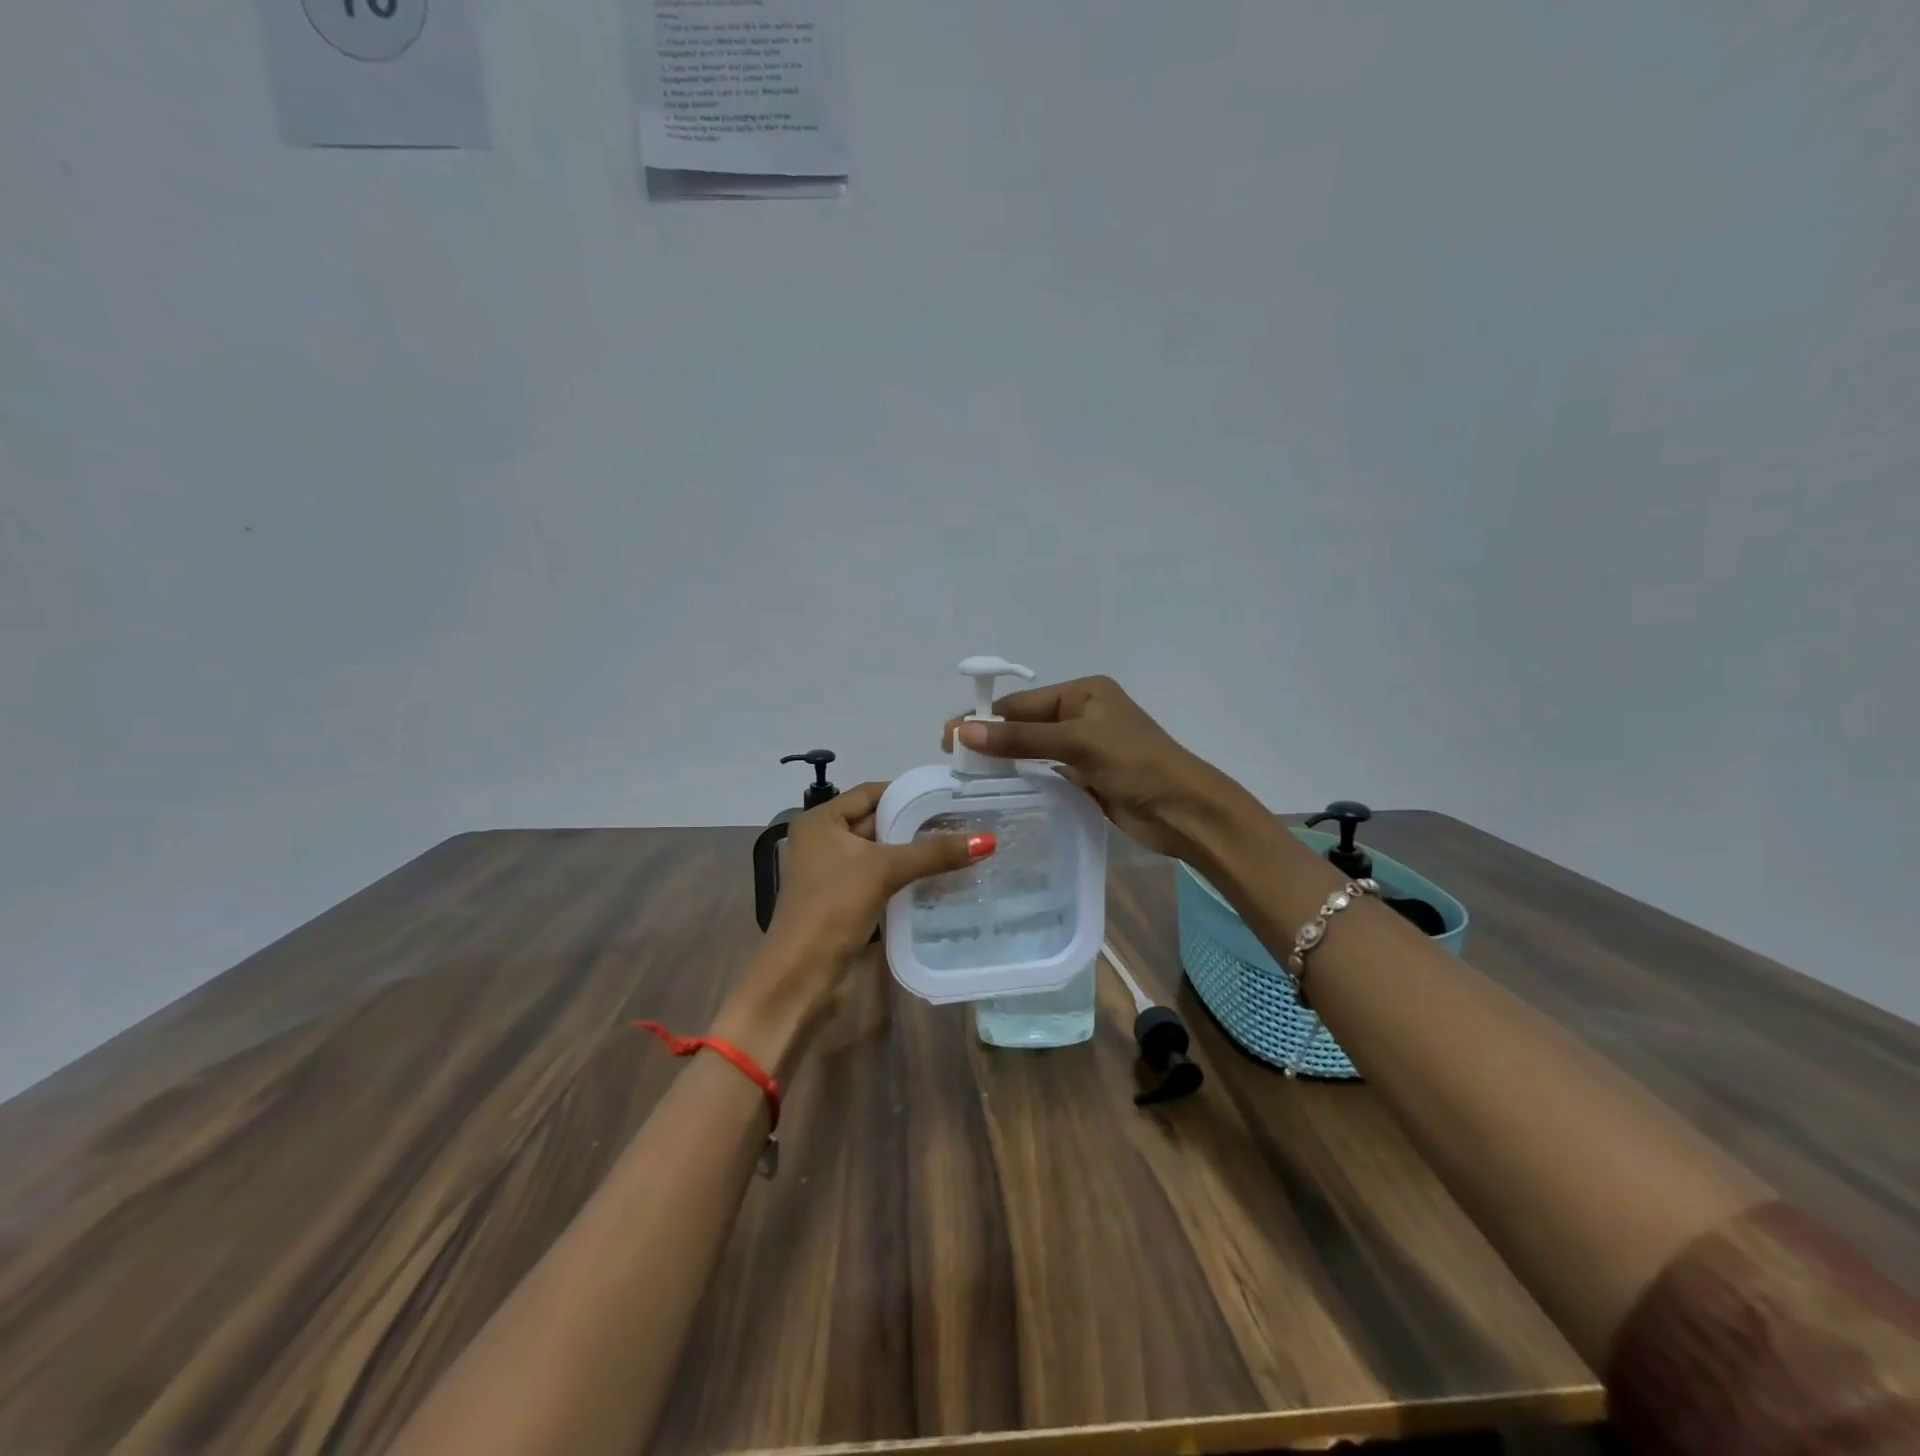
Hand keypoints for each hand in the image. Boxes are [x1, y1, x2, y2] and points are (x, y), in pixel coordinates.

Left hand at [716, 783, 991, 1072]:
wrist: (800, 977)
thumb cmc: (833, 908)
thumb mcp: (884, 871)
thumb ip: (933, 853)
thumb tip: (988, 840)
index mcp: (821, 821)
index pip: (871, 793)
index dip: (908, 793)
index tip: (949, 796)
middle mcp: (823, 841)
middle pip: (877, 822)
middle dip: (917, 825)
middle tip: (963, 823)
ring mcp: (832, 874)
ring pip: (881, 854)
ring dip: (914, 854)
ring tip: (960, 848)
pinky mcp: (844, 902)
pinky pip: (880, 880)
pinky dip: (906, 878)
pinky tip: (940, 880)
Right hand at [942, 676, 1231, 860]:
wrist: (1184, 809)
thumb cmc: (1135, 763)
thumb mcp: (1076, 743)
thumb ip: (1020, 738)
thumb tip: (963, 730)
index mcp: (1083, 693)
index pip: (1022, 702)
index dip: (985, 718)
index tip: (948, 737)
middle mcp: (1082, 714)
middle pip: (1025, 724)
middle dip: (991, 738)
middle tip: (952, 758)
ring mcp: (1085, 747)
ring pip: (1034, 749)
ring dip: (1005, 759)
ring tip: (968, 775)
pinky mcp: (1088, 777)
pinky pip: (1046, 772)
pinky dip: (1024, 778)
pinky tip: (1000, 788)